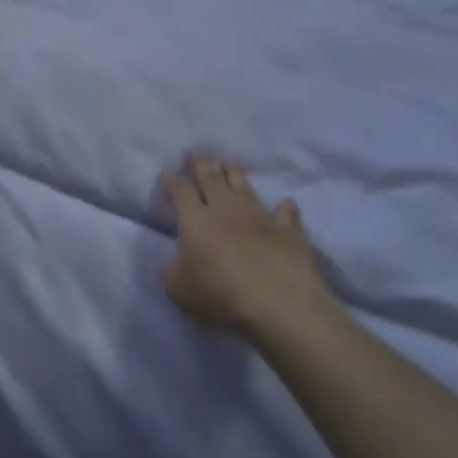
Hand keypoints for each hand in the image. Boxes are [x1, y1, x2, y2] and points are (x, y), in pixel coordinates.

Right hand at [162, 155, 336, 337]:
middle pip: (212, 178)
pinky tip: (285, 203)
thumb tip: (176, 258)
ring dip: (235, 172)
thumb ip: (173, 269)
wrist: (279, 305)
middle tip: (197, 152)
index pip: (180, 190)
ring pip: (244, 186)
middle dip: (202, 163)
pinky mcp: (288, 232)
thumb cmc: (220, 296)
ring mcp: (260, 217)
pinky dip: (284, 208)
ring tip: (230, 161)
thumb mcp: (179, 288)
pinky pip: (286, 214)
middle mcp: (226, 209)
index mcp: (195, 220)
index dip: (172, 180)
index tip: (168, 172)